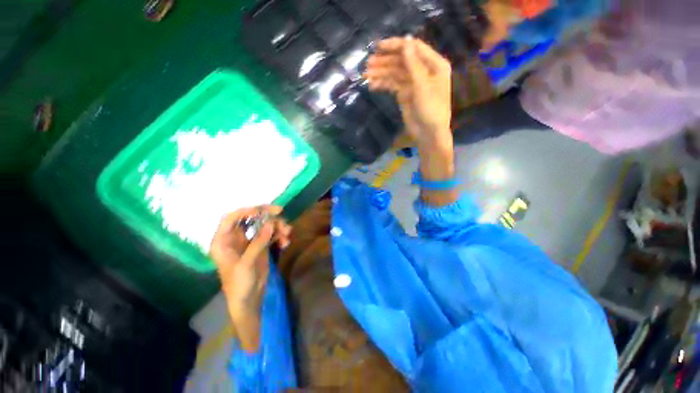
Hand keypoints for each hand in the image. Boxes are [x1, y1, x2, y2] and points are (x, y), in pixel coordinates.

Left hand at [210, 205, 290, 350]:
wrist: (249, 299)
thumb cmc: (239, 284)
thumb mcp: (246, 263)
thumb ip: (258, 242)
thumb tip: (271, 223)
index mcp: (223, 241)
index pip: (231, 218)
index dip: (246, 211)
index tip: (261, 211)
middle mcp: (236, 237)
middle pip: (250, 218)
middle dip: (266, 214)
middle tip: (280, 211)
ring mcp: (250, 241)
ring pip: (263, 225)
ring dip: (277, 226)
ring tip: (287, 233)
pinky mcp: (261, 246)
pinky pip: (271, 234)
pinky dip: (279, 236)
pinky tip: (285, 243)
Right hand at [364, 37, 452, 150]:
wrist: (428, 133)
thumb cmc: (431, 108)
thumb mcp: (422, 85)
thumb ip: (412, 64)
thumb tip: (405, 41)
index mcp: (434, 64)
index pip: (414, 48)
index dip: (396, 45)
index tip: (379, 46)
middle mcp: (423, 70)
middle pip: (402, 60)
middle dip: (385, 61)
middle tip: (368, 64)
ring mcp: (413, 83)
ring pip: (395, 73)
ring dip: (381, 73)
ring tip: (366, 75)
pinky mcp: (405, 94)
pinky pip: (393, 85)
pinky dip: (383, 84)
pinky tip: (373, 85)